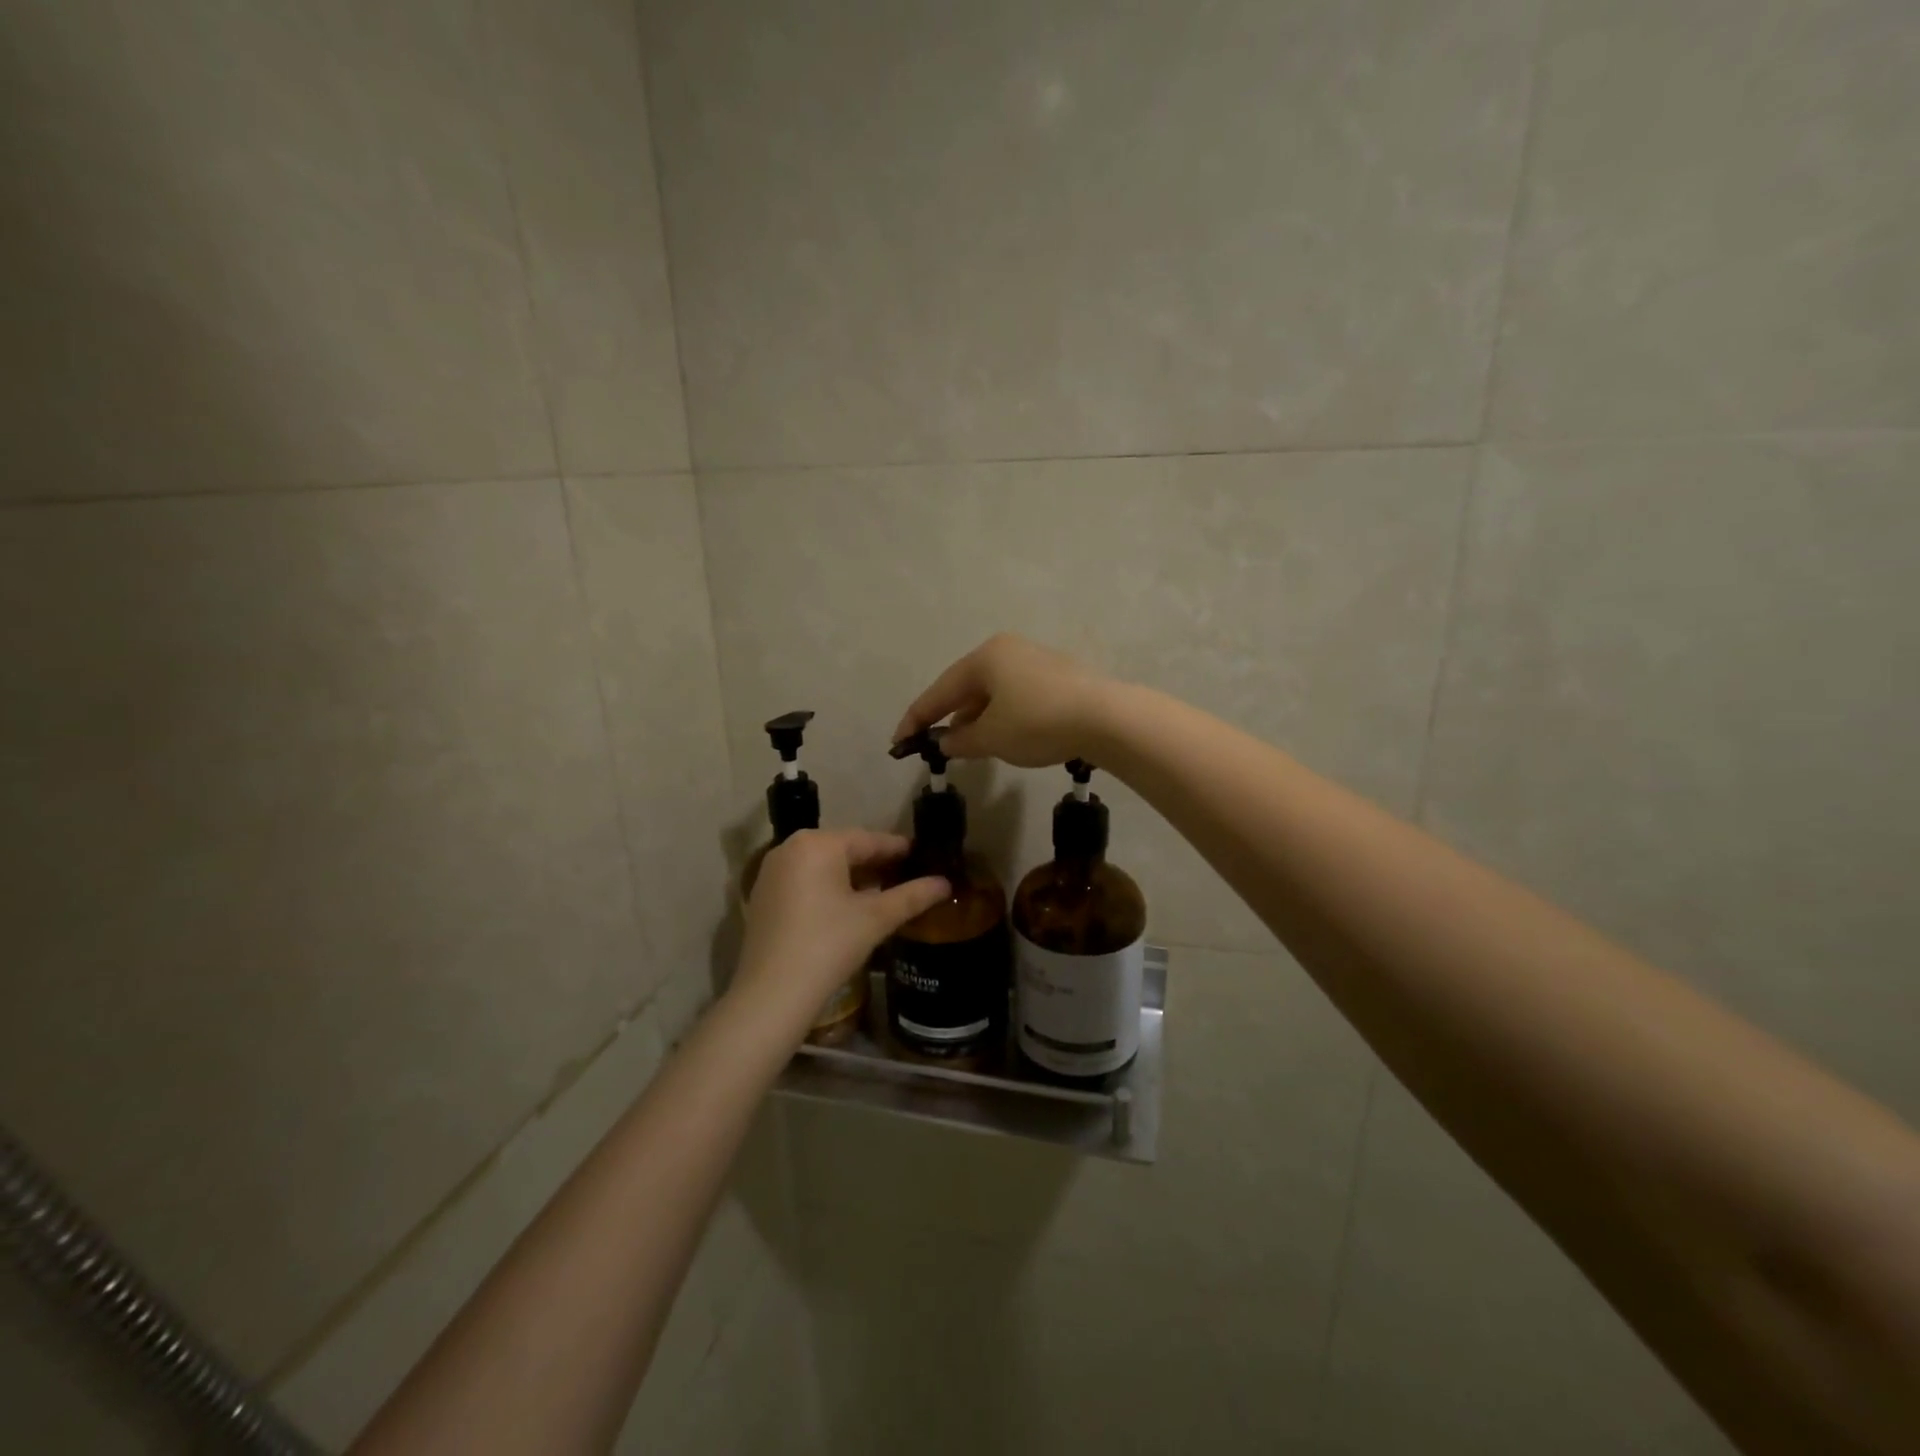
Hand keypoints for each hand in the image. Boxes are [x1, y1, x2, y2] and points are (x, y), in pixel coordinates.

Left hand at [732, 829, 948, 1026]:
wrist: (772, 995)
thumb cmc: (828, 945)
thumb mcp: (876, 918)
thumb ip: (912, 896)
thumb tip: (946, 883)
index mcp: (817, 844)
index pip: (868, 840)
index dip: (898, 849)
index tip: (923, 856)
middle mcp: (790, 848)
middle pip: (844, 850)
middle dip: (876, 864)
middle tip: (907, 876)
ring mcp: (772, 872)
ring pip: (823, 866)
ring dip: (853, 877)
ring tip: (884, 893)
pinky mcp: (763, 897)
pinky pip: (805, 881)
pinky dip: (828, 889)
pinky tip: (849, 908)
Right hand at [893, 633, 1114, 767]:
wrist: (1106, 718)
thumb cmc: (1038, 723)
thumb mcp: (991, 738)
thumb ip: (961, 740)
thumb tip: (946, 742)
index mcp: (985, 657)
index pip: (939, 691)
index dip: (917, 718)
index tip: (899, 741)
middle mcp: (1008, 650)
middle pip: (966, 686)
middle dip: (949, 716)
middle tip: (934, 743)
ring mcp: (1035, 660)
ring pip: (993, 692)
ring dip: (976, 718)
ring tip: (967, 745)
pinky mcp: (1058, 676)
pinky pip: (1015, 696)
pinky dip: (1001, 716)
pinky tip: (1002, 736)